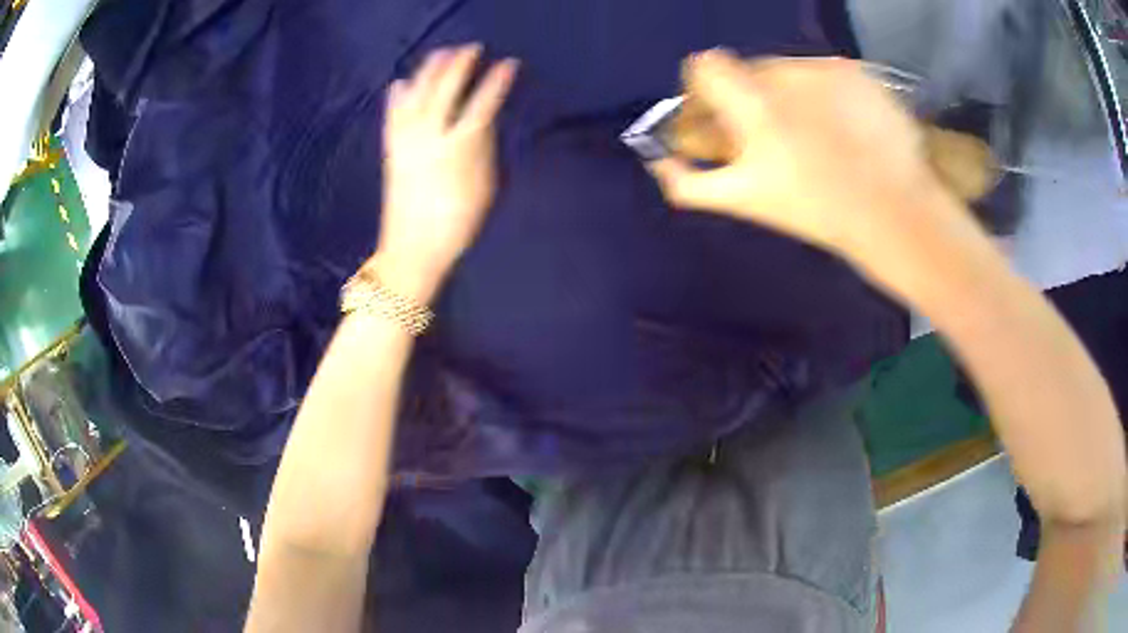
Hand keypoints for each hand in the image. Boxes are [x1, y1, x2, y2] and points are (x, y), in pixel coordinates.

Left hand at [373, 45, 517, 302]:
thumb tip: (482, 122)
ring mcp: (406, 141)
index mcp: (459, 148)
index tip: (509, 63)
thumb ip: (484, 149)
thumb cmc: (457, 224)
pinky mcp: (391, 150)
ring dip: (429, 71)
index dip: (497, 82)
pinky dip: (396, 96)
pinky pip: (392, 115)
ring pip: (416, 95)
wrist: (412, 250)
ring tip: (440, 53)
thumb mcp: (484, 187)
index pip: (482, 104)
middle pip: (445, 90)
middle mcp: (429, 136)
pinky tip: (400, 82)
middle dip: (460, 65)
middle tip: (472, 48)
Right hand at [650, 50, 956, 261]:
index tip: (722, 113)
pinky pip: (825, 74)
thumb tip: (660, 161)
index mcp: (753, 103)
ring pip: (788, 70)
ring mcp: (825, 69)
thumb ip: (691, 182)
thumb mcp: (746, 202)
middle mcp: (786, 73)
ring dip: (789, 95)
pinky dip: (825, 94)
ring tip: (817, 135)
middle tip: (776, 134)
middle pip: (748, 69)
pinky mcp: (857, 72)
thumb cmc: (818, 210)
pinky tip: (844, 127)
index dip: (706, 87)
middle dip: (751, 96)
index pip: (706, 66)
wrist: (895, 213)